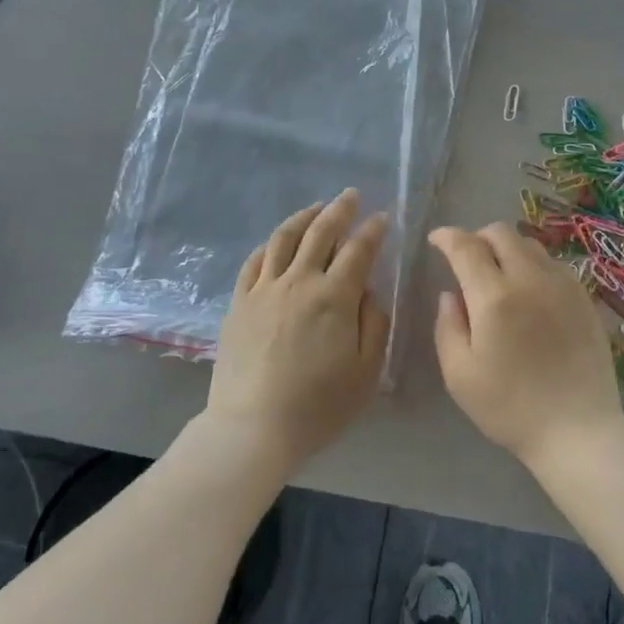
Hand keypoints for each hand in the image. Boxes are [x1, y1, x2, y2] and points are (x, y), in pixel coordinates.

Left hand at [206, 190, 389, 469]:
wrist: (253, 427)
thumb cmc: (319, 406)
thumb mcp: (367, 371)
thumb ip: (374, 323)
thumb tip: (369, 290)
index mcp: (335, 297)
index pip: (359, 250)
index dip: (373, 230)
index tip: (383, 217)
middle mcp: (298, 282)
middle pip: (320, 232)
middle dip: (340, 209)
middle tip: (351, 195)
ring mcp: (264, 290)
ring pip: (284, 238)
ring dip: (304, 217)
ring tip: (317, 207)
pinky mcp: (239, 303)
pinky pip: (255, 261)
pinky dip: (271, 244)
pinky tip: (279, 241)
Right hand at [429, 223, 623, 471]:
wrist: (578, 430)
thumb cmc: (509, 408)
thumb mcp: (459, 374)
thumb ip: (448, 326)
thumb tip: (450, 294)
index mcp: (494, 297)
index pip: (466, 246)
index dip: (447, 236)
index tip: (436, 240)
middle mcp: (530, 279)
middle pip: (501, 233)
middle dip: (477, 237)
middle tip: (467, 259)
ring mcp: (563, 286)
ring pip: (530, 244)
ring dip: (507, 249)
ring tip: (499, 274)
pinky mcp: (585, 298)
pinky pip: (554, 264)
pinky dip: (534, 265)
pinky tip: (530, 292)